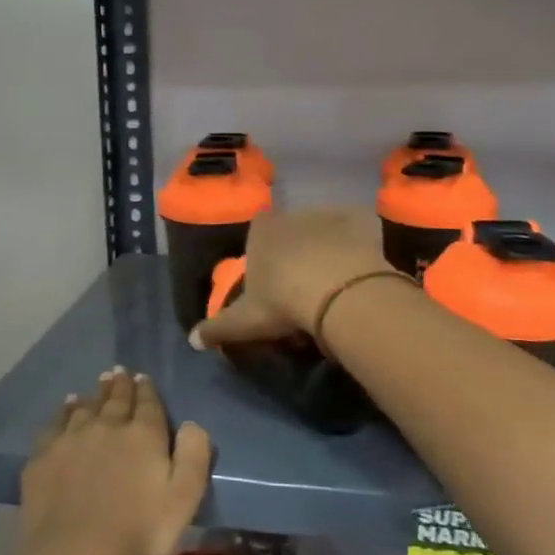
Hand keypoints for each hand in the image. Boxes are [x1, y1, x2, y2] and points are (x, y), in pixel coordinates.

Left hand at [18, 368, 211, 554]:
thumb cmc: (138, 533)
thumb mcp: (184, 499)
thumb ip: (193, 457)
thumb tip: (192, 423)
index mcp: (143, 435)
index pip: (147, 403)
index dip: (146, 389)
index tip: (143, 377)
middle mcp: (107, 426)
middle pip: (115, 399)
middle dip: (120, 385)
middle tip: (119, 372)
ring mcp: (71, 439)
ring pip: (85, 407)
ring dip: (94, 395)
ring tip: (97, 385)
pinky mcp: (43, 458)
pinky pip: (55, 424)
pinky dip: (63, 412)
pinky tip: (65, 409)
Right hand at [190, 207, 391, 349]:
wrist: (338, 293)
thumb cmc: (283, 301)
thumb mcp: (245, 321)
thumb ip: (217, 329)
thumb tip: (192, 340)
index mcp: (262, 230)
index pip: (258, 232)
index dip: (265, 253)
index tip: (273, 280)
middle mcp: (293, 214)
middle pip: (293, 230)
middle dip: (298, 250)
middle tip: (305, 287)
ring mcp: (329, 214)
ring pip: (326, 229)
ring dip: (329, 248)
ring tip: (337, 283)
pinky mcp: (361, 219)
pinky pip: (360, 228)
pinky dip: (361, 245)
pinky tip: (362, 271)